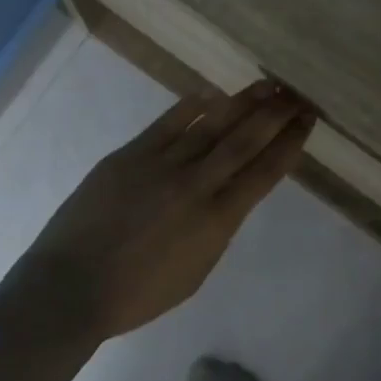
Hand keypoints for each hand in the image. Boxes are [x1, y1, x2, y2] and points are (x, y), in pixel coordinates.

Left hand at [3, 80, 317, 338]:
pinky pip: (168, 123)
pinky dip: (193, 106)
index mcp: (218, 221)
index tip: (307, 122)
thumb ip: (216, 230)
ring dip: (243, 102)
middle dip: (276, 115)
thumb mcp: (196, 272)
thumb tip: (225, 198)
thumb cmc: (138, 295)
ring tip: (267, 85)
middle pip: (245, 140)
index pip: (265, 173)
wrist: (73, 286)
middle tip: (297, 95)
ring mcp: (161, 165)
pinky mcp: (129, 155)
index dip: (290, 144)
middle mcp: (197, 185)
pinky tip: (211, 93)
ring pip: (211, 124)